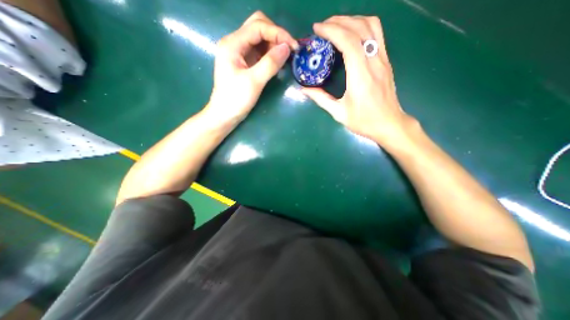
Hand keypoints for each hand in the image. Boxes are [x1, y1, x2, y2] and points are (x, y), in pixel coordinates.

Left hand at [208, 11, 298, 123]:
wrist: (225, 114)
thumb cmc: (236, 99)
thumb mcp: (254, 81)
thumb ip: (270, 63)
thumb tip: (287, 48)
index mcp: (232, 44)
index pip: (258, 27)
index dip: (278, 33)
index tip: (293, 46)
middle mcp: (235, 43)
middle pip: (258, 27)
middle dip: (276, 36)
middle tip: (288, 51)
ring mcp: (239, 53)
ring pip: (260, 39)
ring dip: (274, 45)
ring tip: (285, 58)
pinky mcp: (244, 62)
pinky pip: (260, 51)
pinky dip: (270, 54)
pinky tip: (278, 63)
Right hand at [302, 16, 416, 148]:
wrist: (389, 124)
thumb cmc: (364, 121)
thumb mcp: (339, 113)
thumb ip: (321, 99)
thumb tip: (304, 89)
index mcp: (361, 76)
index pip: (348, 41)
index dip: (332, 30)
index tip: (317, 30)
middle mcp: (374, 62)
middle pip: (360, 28)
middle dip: (339, 21)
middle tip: (323, 27)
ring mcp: (383, 60)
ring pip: (372, 26)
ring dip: (352, 20)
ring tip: (336, 26)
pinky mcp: (386, 61)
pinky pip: (377, 34)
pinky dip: (362, 27)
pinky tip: (351, 34)